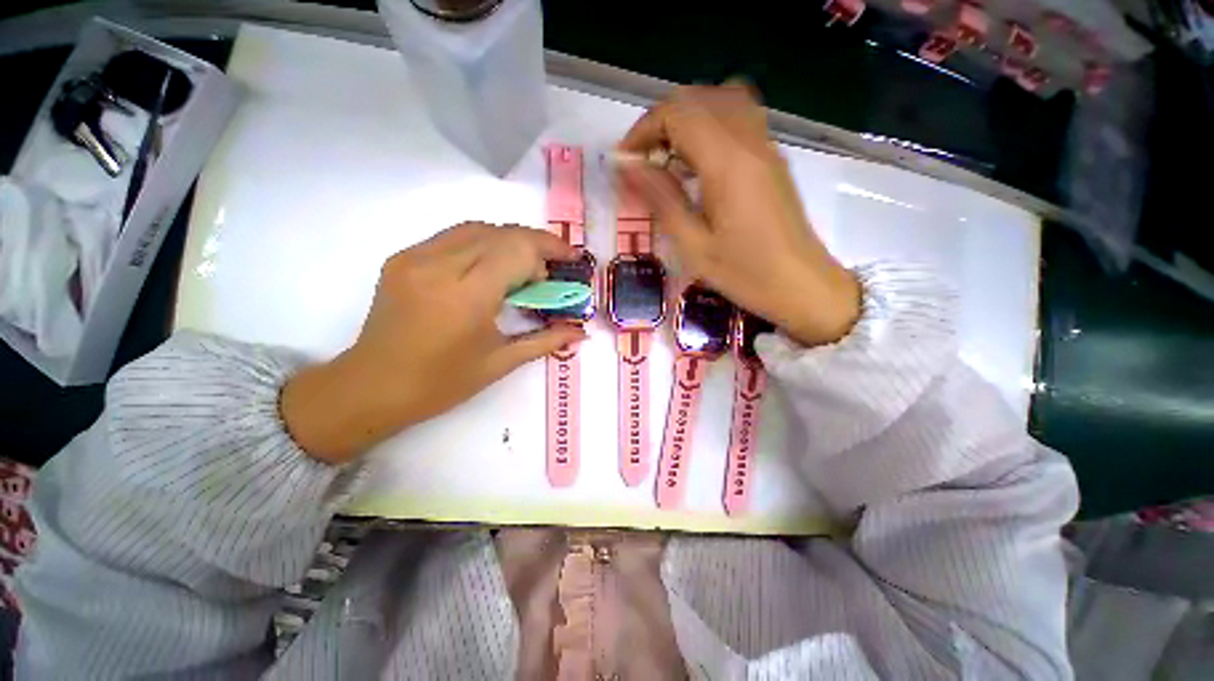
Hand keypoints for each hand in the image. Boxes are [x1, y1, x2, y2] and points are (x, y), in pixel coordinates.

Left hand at [281, 222, 586, 464]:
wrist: (372, 387)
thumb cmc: (442, 383)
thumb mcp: (501, 362)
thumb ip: (546, 340)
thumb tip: (581, 332)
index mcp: (467, 296)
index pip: (518, 250)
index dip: (550, 250)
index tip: (569, 262)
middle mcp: (440, 266)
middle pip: (501, 232)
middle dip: (536, 243)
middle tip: (553, 266)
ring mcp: (416, 257)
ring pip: (477, 228)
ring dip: (510, 240)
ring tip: (526, 265)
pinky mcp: (403, 258)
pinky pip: (454, 236)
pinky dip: (483, 243)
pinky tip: (491, 266)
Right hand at [618, 82, 860, 347]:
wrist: (802, 285)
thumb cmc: (745, 274)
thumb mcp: (693, 245)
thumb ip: (660, 198)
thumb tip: (626, 166)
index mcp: (727, 162)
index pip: (677, 113)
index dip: (643, 130)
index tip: (625, 162)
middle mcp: (749, 141)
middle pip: (698, 99)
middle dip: (660, 123)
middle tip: (643, 163)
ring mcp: (766, 146)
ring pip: (721, 100)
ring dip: (686, 120)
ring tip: (669, 159)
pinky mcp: (772, 158)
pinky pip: (738, 118)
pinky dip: (709, 127)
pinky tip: (698, 166)